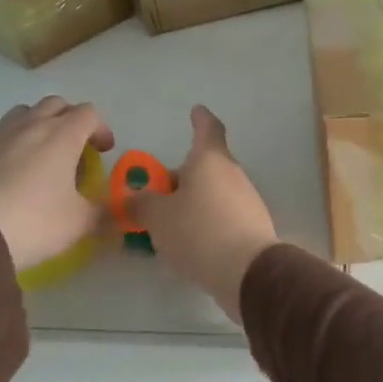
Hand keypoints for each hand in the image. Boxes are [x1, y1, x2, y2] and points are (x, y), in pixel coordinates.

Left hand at [0, 96, 114, 271]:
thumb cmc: (35, 222)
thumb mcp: (80, 221)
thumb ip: (106, 211)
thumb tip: (126, 210)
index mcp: (62, 135)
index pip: (88, 113)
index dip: (101, 129)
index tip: (103, 151)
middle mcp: (32, 126)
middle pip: (56, 104)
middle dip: (71, 119)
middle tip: (76, 147)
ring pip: (25, 112)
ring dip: (40, 123)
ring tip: (44, 152)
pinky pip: (1, 134)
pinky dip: (15, 142)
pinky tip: (15, 171)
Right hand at [135, 105, 278, 322]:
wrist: (248, 270)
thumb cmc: (199, 230)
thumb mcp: (158, 217)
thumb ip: (141, 204)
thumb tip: (131, 198)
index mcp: (210, 160)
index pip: (208, 129)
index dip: (200, 119)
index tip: (196, 111)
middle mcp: (232, 173)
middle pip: (205, 165)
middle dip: (182, 176)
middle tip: (156, 192)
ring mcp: (245, 199)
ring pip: (212, 192)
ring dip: (191, 201)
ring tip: (166, 223)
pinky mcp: (251, 226)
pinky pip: (221, 215)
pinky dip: (204, 221)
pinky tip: (188, 243)